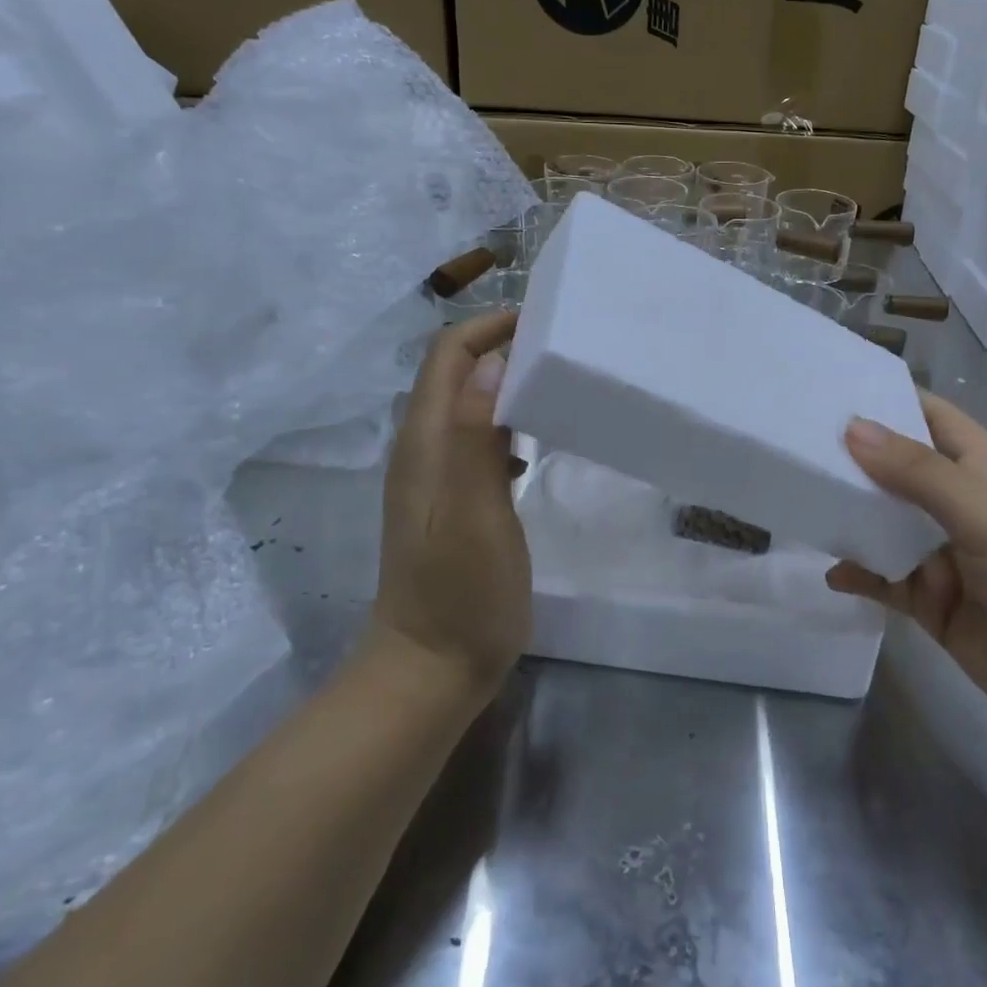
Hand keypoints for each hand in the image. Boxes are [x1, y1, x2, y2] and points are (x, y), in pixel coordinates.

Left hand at [373, 311, 530, 689]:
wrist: (431, 667)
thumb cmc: (461, 591)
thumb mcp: (473, 511)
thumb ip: (475, 434)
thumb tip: (493, 360)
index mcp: (426, 442)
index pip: (449, 355)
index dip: (489, 327)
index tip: (544, 319)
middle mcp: (424, 449)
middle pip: (457, 373)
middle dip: (502, 346)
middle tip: (562, 346)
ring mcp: (437, 477)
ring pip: (469, 405)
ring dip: (507, 383)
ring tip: (558, 383)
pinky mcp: (454, 501)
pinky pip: (478, 440)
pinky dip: (507, 423)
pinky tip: (537, 443)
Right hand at [827, 392, 986, 753]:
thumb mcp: (986, 517)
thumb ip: (919, 474)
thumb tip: (851, 427)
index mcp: (982, 469)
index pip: (929, 416)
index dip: (886, 399)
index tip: (828, 387)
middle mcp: (959, 505)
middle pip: (897, 469)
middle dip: (852, 458)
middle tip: (790, 442)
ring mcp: (944, 557)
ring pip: (885, 524)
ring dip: (850, 515)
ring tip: (798, 499)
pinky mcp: (933, 604)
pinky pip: (885, 580)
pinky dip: (859, 574)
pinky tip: (831, 574)